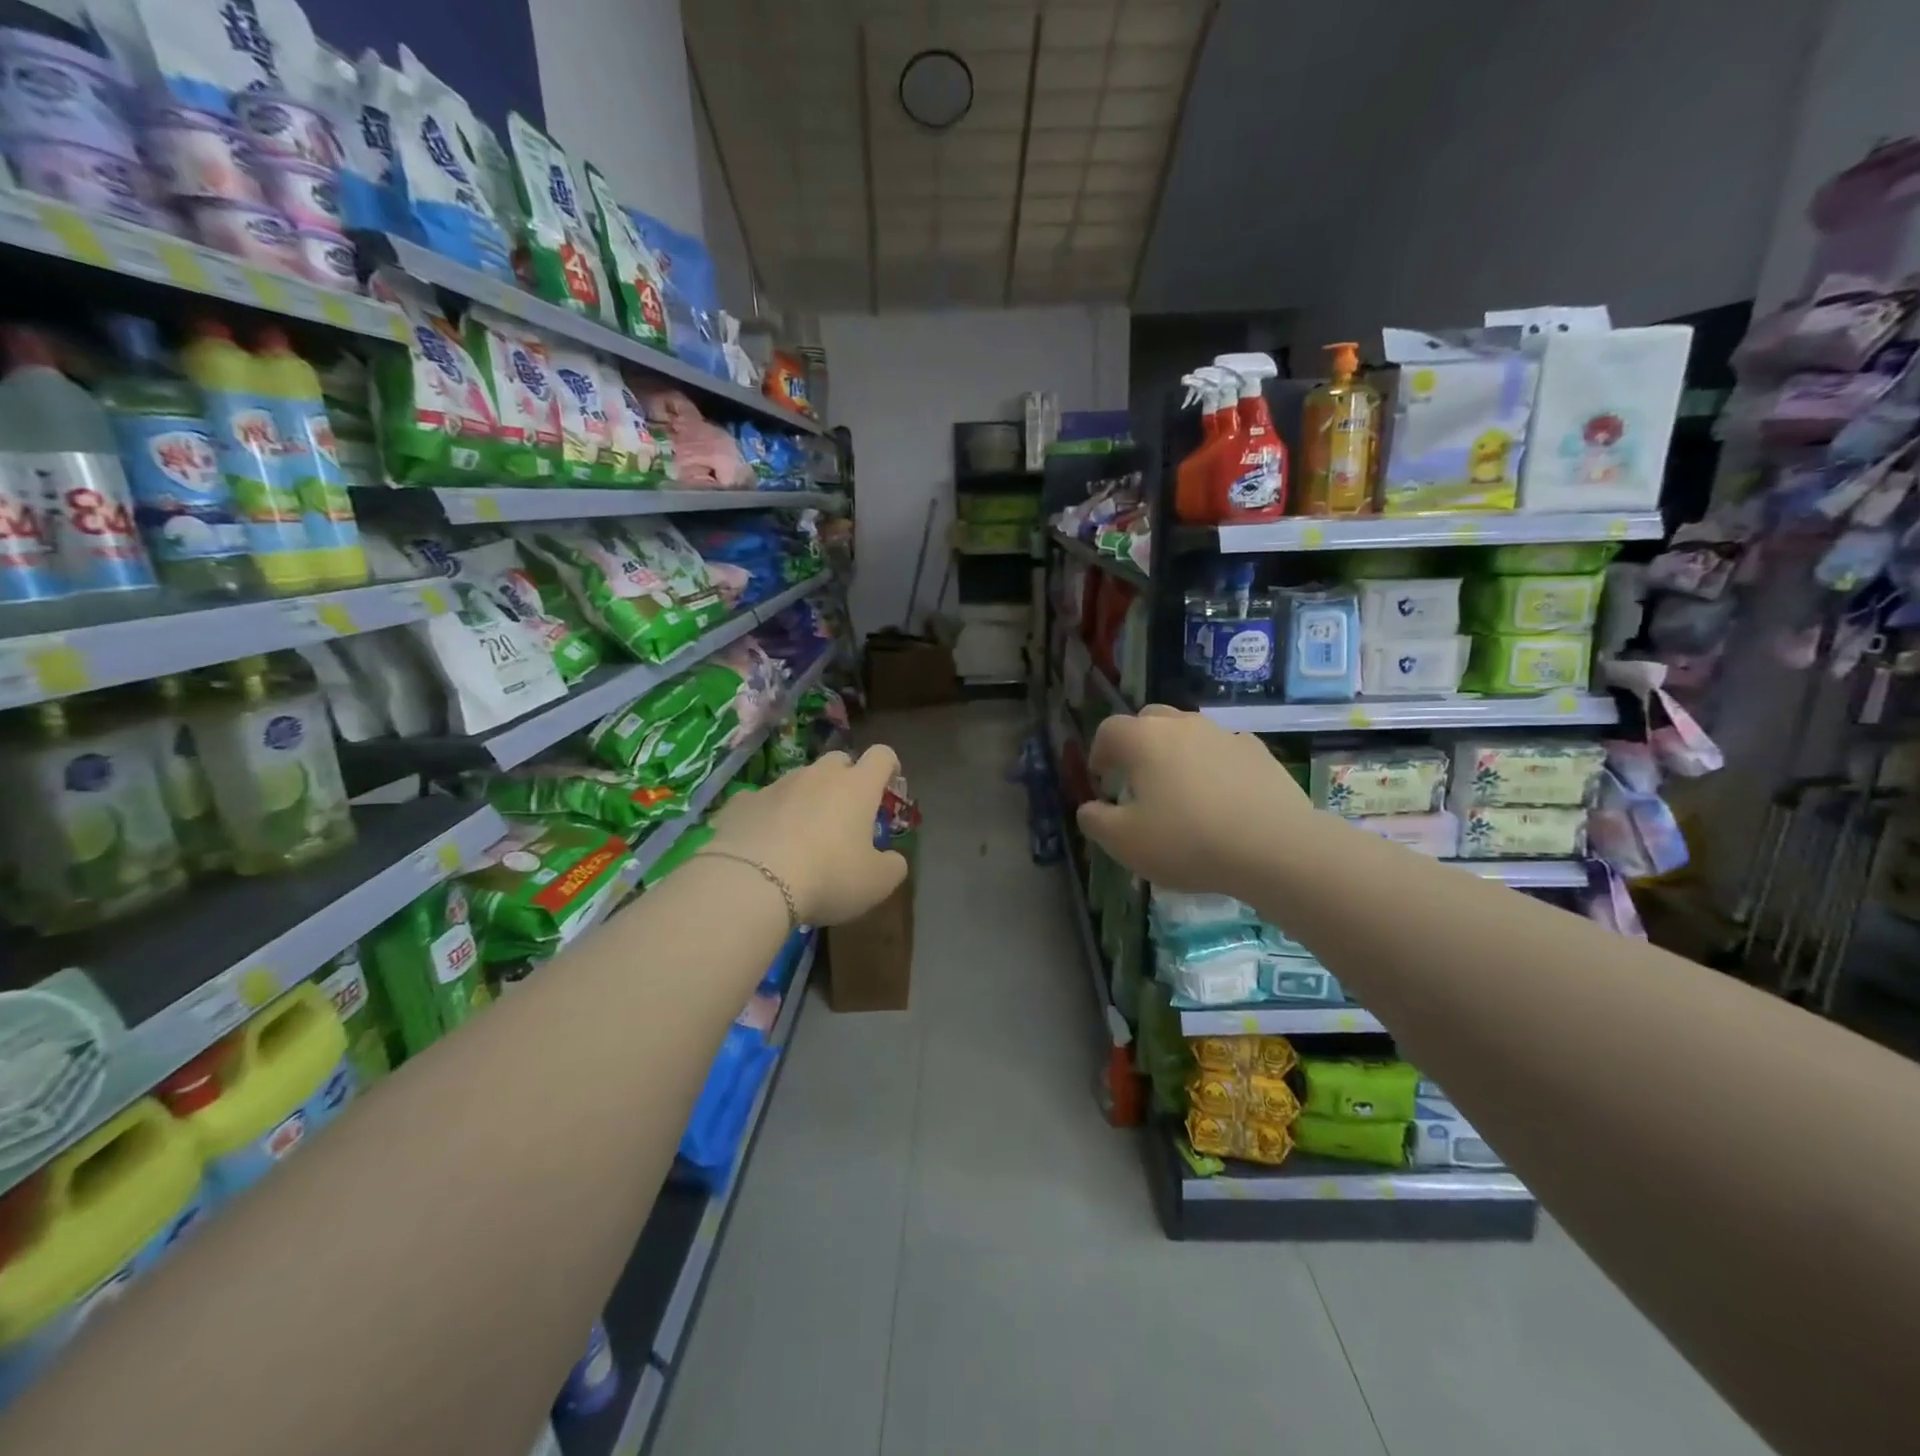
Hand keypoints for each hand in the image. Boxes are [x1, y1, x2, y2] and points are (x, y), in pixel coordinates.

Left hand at [705, 745, 907, 925]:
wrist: (752, 882)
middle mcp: (818, 776)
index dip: (889, 766)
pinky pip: (761, 801)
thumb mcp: (876, 883)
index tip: (890, 782)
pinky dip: (767, 815)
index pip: (882, 757)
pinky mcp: (742, 802)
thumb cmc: (828, 876)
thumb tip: (893, 859)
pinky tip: (762, 843)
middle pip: (838, 760)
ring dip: (806, 798)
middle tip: (846, 812)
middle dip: (846, 779)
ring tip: (801, 834)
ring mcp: (777, 785)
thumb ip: (893, 866)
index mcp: (857, 787)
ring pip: (799, 780)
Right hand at [1077, 706, 1313, 897]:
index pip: (1108, 730)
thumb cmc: (1187, 841)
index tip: (1103, 780)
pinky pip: (1223, 749)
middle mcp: (1182, 725)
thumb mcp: (1125, 842)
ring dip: (1176, 752)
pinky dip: (1213, 764)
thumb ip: (1096, 821)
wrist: (1274, 846)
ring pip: (1189, 732)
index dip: (1099, 753)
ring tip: (1180, 789)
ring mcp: (1224, 734)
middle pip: (1149, 720)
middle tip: (1137, 779)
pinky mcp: (1259, 752)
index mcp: (1143, 739)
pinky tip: (1220, 796)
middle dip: (1136, 744)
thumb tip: (1089, 808)